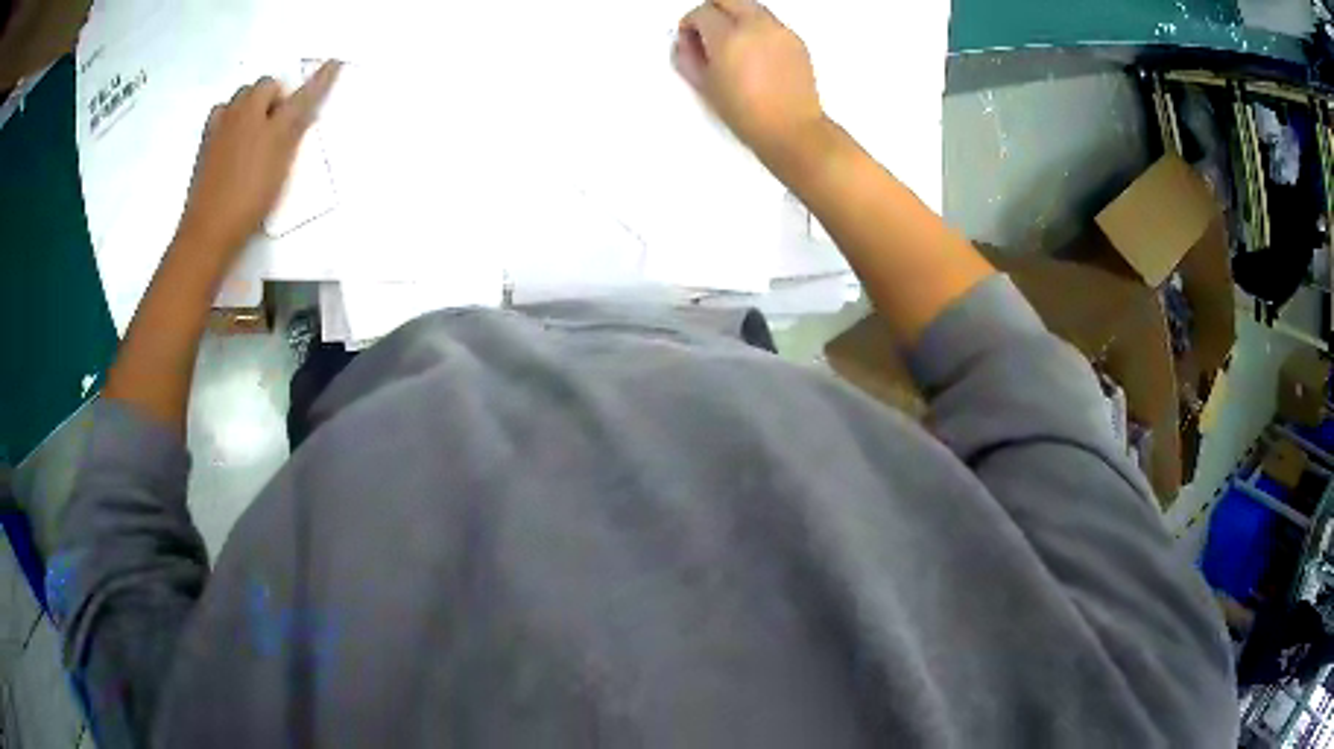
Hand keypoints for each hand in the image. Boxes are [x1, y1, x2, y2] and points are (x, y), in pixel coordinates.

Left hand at [175, 61, 341, 267]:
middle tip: (279, 126)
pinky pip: (221, 117)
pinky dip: (230, 119)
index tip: (334, 64)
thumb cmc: (250, 197)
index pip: (298, 92)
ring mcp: (219, 128)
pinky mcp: (205, 146)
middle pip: (263, 87)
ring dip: (250, 105)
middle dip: (274, 97)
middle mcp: (240, 113)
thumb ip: (295, 124)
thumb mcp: (281, 161)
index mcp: (263, 114)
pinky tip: (233, 141)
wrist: (209, 230)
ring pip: (240, 99)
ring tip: (255, 133)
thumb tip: (303, 101)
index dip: (318, 80)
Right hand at [673, 0, 824, 161]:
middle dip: (712, 11)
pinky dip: (756, 28)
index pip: (702, 12)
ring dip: (735, 16)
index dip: (690, 24)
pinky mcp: (796, 40)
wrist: (791, 130)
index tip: (689, 38)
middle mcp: (756, 26)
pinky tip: (754, 53)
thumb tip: (686, 42)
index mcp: (729, 37)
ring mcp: (779, 31)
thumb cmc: (747, 114)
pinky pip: (770, 22)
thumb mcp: (706, 86)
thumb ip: (688, 57)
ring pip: (750, 6)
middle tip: (706, 32)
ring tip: (731, 44)